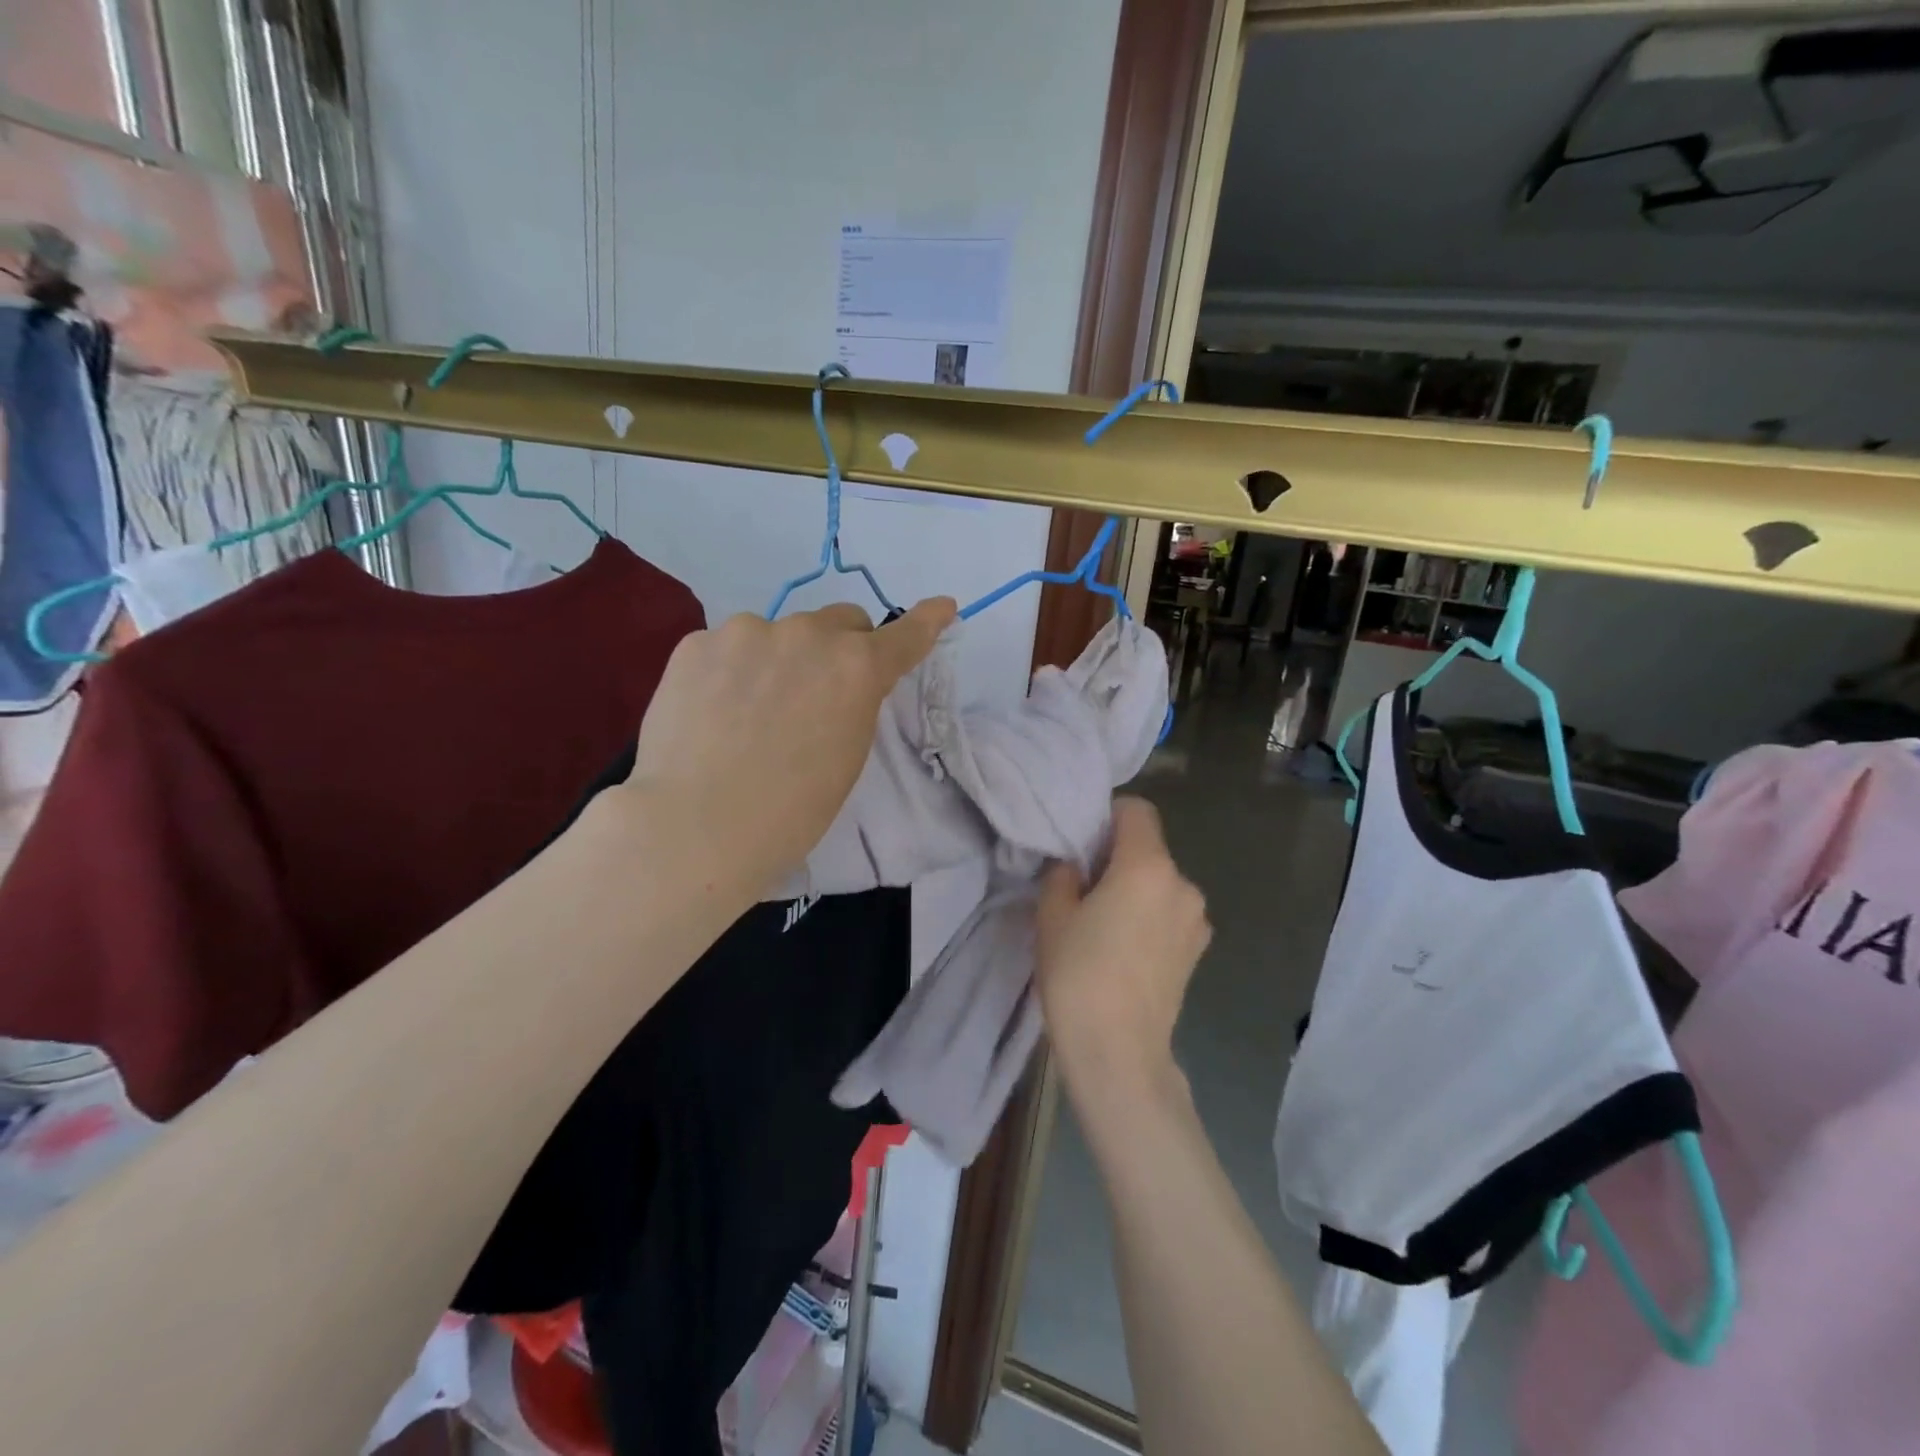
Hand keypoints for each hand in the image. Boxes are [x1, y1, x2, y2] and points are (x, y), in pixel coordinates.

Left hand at [622, 597, 954, 898]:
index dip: (926, 622)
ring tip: (748, 713)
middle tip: (817, 693)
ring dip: (778, 658)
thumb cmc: (790, 811)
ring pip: (778, 633)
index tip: (942, 607)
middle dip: (839, 647)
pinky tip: (711, 712)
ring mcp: (746, 631)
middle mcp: (806, 634)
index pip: (903, 637)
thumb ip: (853, 703)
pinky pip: (728, 647)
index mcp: (855, 668)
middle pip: (839, 622)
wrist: (695, 827)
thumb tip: (838, 683)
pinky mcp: (696, 642)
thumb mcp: (846, 757)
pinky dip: (730, 670)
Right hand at [1036, 797, 1210, 1096]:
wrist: (1119, 1053)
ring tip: (1102, 926)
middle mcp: (1183, 885)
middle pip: (1148, 849)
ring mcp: (1196, 921)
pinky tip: (1124, 951)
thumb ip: (1063, 874)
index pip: (1136, 811)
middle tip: (1082, 888)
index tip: (1081, 844)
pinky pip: (1169, 914)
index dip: (1107, 816)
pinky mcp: (1198, 952)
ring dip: (1134, 890)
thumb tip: (1076, 866)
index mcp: (1148, 866)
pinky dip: (1149, 917)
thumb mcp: (1052, 915)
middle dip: (1116, 858)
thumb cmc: (1079, 975)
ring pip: (1159, 884)